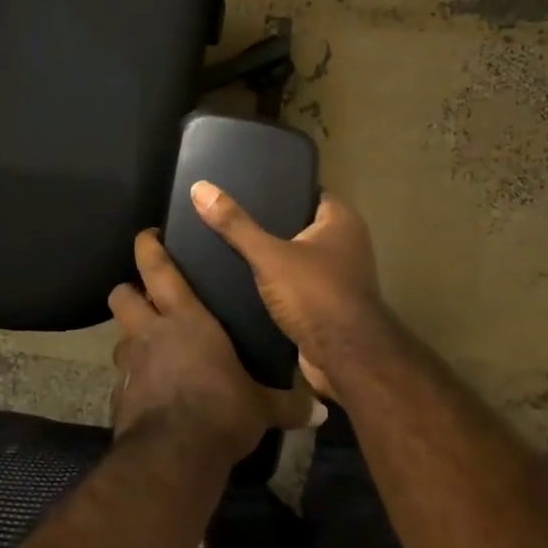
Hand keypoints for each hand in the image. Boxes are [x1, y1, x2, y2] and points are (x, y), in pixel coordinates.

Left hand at [109, 230, 316, 465]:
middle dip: (129, 291)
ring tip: (149, 348)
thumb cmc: (221, 411)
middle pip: (123, 296)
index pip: (158, 269)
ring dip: (131, 338)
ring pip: (119, 337)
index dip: (149, 247)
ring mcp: (131, 365)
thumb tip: (321, 411)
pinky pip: (122, 380)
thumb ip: (287, 404)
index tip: (148, 236)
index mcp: (185, 319)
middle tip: (146, 297)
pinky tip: (149, 394)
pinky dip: (132, 381)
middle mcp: (151, 333)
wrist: (173, 457)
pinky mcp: (119, 398)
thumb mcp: (260, 407)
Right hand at [188, 183, 393, 398]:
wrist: (344, 360)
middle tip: (230, 216)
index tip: (246, 187)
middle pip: (300, 224)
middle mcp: (346, 244)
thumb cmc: (315, 295)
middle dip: (269, 223)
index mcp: (342, 221)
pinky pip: (297, 283)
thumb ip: (236, 224)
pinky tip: (244, 280)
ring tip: (230, 245)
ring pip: (298, 256)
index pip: (308, 192)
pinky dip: (276, 282)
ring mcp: (340, 276)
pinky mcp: (328, 304)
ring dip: (272, 256)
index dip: (280, 188)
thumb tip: (200, 187)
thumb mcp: (269, 256)